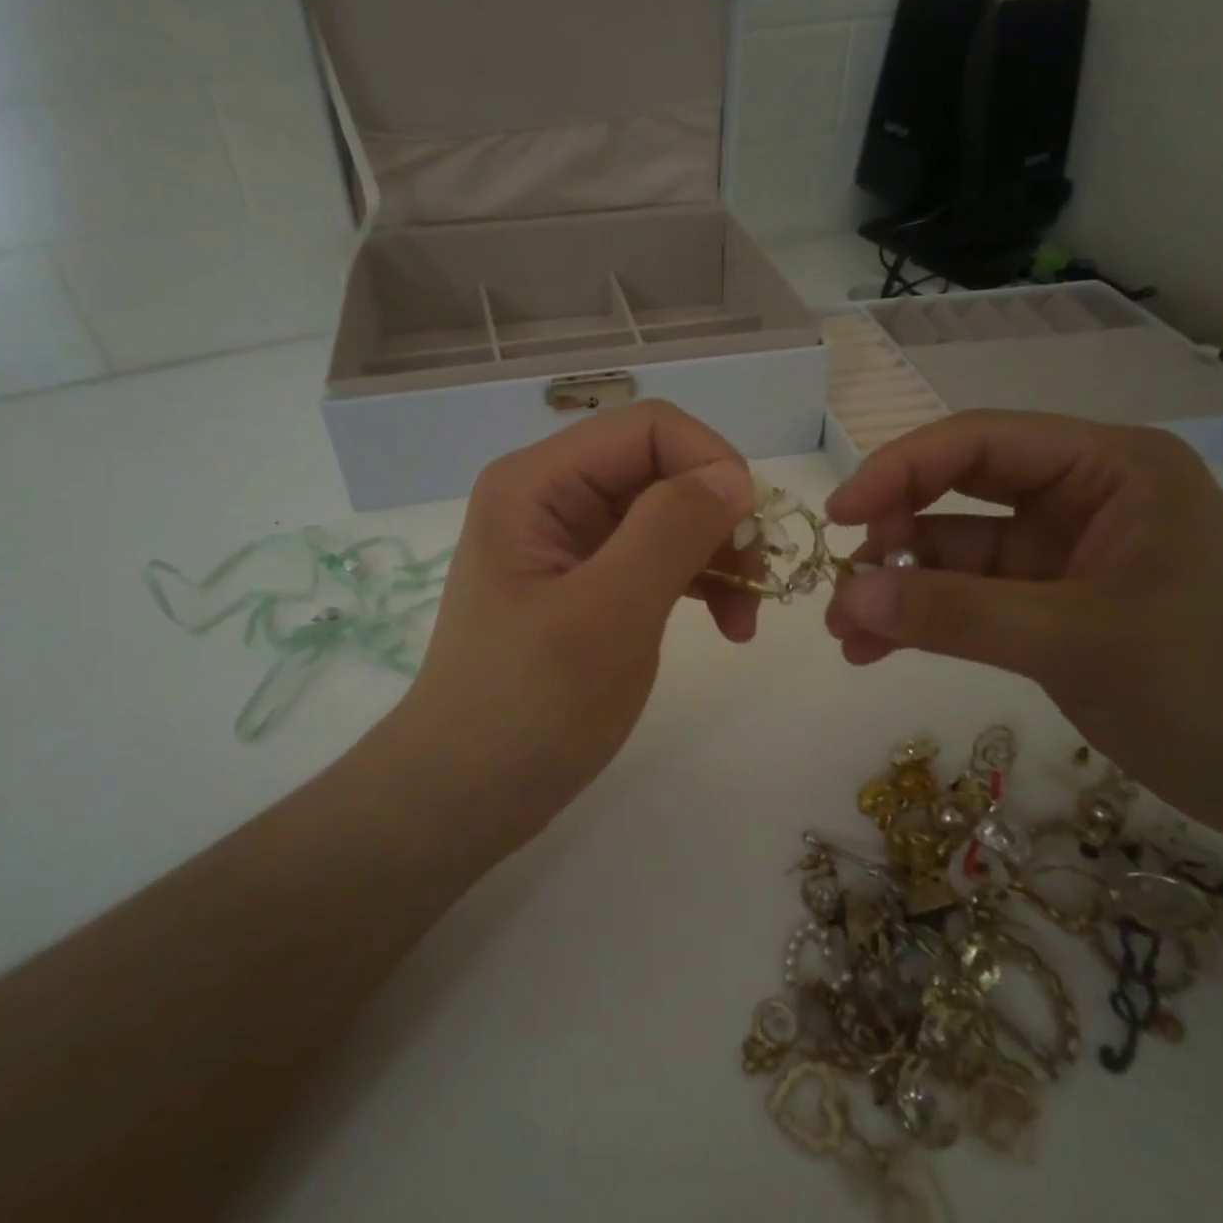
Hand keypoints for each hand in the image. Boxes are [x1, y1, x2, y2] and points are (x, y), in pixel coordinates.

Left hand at [389, 402, 756, 847]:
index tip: (752, 532)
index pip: (648, 427)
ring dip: (716, 553)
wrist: (465, 795)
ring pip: (666, 512)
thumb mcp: (609, 614)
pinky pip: (654, 556)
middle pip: (660, 467)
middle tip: (757, 583)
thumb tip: (734, 475)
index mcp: (538, 483)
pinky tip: (725, 624)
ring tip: (744, 619)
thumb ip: (671, 530)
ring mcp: (567, 540)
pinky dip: (696, 581)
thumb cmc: (528, 708)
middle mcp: (550, 496)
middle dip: (719, 515)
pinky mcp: (584, 581)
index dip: (711, 462)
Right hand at [822, 411, 1222, 849]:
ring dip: (900, 589)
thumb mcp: (1078, 642)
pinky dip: (926, 620)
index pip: (979, 441)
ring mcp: (1069, 558)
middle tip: (840, 589)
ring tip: (848, 636)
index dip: (898, 470)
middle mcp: (1085, 499)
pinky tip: (879, 650)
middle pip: (959, 494)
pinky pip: (973, 601)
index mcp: (1109, 468)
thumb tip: (845, 594)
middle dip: (893, 537)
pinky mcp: (1060, 610)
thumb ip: (954, 614)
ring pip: (957, 554)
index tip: (838, 517)